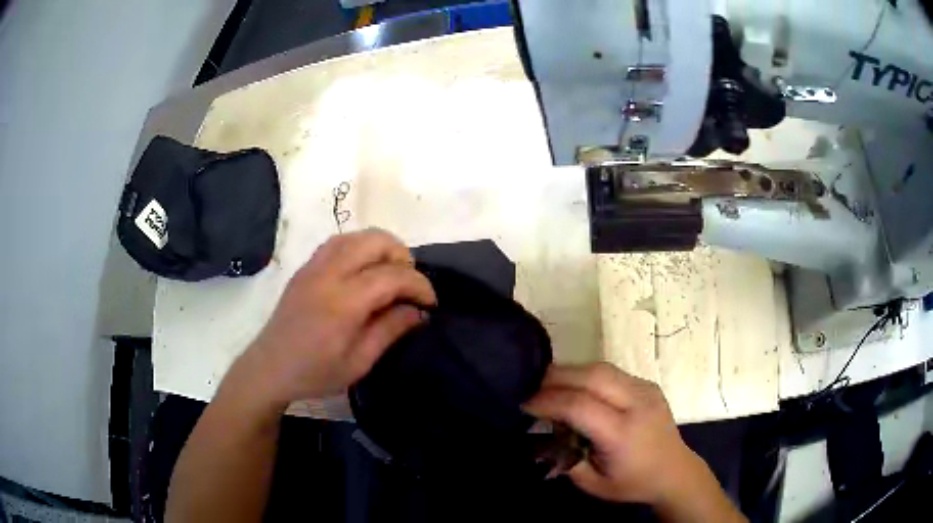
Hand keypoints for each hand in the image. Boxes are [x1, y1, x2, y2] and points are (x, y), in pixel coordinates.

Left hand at [242, 228, 435, 405]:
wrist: (269, 368)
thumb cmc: (315, 373)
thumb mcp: (359, 362)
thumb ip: (390, 331)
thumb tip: (419, 311)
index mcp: (343, 302)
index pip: (392, 276)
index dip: (419, 285)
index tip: (430, 303)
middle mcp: (328, 274)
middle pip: (375, 241)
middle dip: (402, 257)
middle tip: (409, 285)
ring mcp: (313, 266)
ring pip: (356, 236)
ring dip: (381, 248)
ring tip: (390, 274)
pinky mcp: (305, 268)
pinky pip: (338, 242)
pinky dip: (359, 247)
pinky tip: (363, 270)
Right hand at [525, 364, 743, 521]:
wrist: (675, 471)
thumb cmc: (632, 483)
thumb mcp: (592, 483)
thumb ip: (565, 457)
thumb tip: (546, 431)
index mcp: (623, 433)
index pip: (579, 405)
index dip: (548, 401)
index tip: (526, 405)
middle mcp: (637, 404)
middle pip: (592, 375)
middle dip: (557, 377)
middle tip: (534, 388)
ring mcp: (646, 390)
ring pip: (601, 367)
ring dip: (571, 372)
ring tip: (551, 385)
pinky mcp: (648, 384)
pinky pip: (612, 372)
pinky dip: (588, 376)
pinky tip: (577, 388)